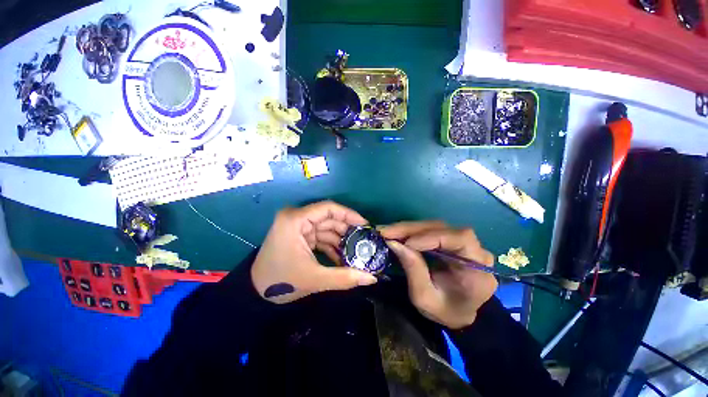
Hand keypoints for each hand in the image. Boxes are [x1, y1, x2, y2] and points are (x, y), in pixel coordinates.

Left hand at [251, 201, 377, 303]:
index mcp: (296, 220)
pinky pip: (322, 236)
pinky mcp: (301, 235)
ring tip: (357, 252)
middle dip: (348, 231)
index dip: (349, 215)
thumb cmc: (281, 282)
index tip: (365, 225)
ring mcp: (299, 226)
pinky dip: (333, 246)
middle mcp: (297, 218)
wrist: (255, 293)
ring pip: (327, 228)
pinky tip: (343, 258)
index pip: (328, 208)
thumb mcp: (314, 279)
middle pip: (329, 218)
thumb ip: (344, 278)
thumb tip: (372, 278)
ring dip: (341, 240)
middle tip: (365, 242)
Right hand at [379, 221, 496, 328]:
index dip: (432, 237)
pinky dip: (412, 231)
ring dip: (409, 228)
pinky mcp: (452, 240)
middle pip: (443, 228)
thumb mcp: (425, 298)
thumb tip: (394, 243)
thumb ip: (413, 270)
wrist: (459, 313)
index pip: (461, 239)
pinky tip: (397, 233)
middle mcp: (475, 250)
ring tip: (388, 232)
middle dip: (412, 229)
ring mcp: (464, 243)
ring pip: (435, 226)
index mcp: (477, 270)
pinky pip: (431, 230)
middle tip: (386, 232)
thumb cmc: (445, 311)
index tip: (407, 243)